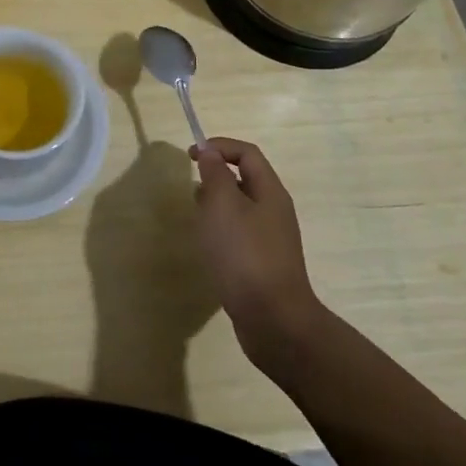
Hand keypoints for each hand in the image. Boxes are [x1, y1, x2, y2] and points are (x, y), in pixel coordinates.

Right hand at [191, 138, 324, 365]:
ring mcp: (271, 239)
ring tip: (196, 215)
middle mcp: (275, 211)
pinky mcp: (262, 262)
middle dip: (216, 175)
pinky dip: (221, 228)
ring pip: (241, 207)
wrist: (273, 319)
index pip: (247, 153)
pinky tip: (208, 245)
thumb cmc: (244, 254)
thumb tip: (210, 152)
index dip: (219, 146)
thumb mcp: (223, 205)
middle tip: (192, 187)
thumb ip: (215, 174)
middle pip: (246, 178)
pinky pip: (240, 232)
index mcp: (270, 192)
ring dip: (217, 203)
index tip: (190, 156)